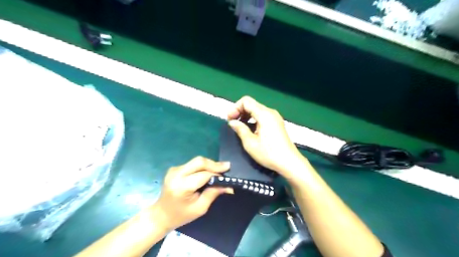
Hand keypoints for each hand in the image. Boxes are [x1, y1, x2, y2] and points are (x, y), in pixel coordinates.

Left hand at [153, 157, 232, 231]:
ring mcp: (174, 170)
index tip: (228, 177)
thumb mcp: (200, 208)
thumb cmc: (181, 215)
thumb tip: (229, 186)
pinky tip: (208, 173)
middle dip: (214, 164)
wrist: (161, 215)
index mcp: (181, 186)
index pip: (204, 175)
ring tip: (219, 171)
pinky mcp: (175, 168)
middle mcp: (176, 174)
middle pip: (199, 162)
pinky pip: (192, 164)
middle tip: (227, 167)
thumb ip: (213, 193)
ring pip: (197, 161)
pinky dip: (202, 167)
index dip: (217, 175)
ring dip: (209, 165)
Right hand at [227, 95, 307, 178]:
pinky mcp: (277, 123)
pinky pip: (262, 115)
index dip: (235, 108)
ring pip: (257, 109)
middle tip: (233, 123)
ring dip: (246, 115)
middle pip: (251, 104)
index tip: (230, 120)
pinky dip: (253, 119)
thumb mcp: (250, 143)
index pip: (246, 101)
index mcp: (264, 114)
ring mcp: (275, 117)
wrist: (289, 162)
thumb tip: (232, 122)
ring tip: (240, 127)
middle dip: (240, 111)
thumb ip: (240, 129)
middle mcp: (270, 112)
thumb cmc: (269, 153)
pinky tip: (250, 129)